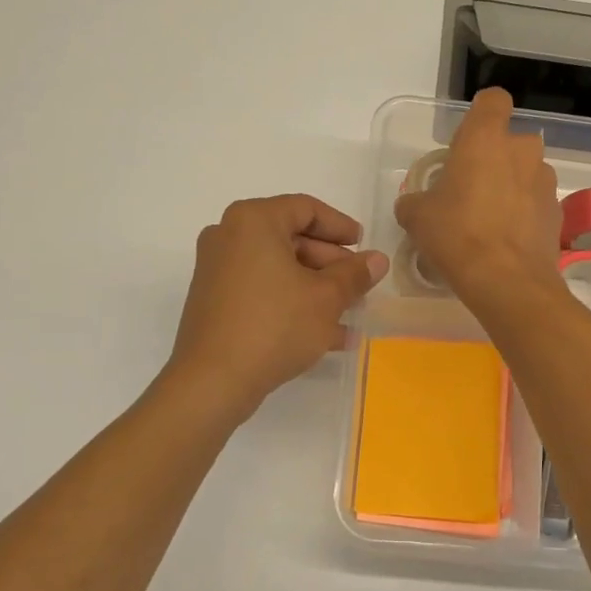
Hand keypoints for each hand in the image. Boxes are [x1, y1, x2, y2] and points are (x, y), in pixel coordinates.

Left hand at [168, 194, 388, 418]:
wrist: (213, 381)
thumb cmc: (275, 325)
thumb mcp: (326, 298)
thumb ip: (355, 274)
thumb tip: (377, 260)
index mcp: (253, 221)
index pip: (306, 209)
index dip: (340, 227)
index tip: (364, 247)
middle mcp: (228, 236)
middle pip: (291, 239)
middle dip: (330, 264)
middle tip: (359, 287)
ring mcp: (217, 270)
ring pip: (278, 270)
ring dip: (316, 289)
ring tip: (350, 315)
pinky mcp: (214, 302)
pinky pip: (262, 291)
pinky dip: (291, 303)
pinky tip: (325, 335)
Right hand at [394, 88, 563, 311]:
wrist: (506, 281)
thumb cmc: (456, 234)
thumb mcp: (417, 217)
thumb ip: (414, 201)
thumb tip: (412, 205)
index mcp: (486, 138)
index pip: (493, 100)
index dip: (481, 115)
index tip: (466, 141)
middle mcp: (522, 150)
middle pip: (510, 142)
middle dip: (494, 159)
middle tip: (470, 190)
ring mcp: (545, 181)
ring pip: (525, 173)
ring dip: (510, 187)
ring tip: (488, 221)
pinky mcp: (557, 212)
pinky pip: (535, 203)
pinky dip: (523, 214)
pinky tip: (505, 241)